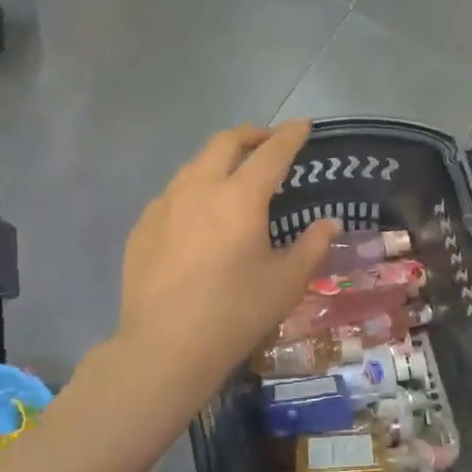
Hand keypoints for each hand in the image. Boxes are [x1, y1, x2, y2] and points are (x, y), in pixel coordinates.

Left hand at [118, 122, 337, 408]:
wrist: (165, 346)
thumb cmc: (235, 313)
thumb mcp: (285, 283)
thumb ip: (311, 246)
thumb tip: (328, 224)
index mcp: (240, 197)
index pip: (271, 153)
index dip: (290, 136)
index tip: (302, 126)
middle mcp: (199, 188)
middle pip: (224, 143)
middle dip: (250, 135)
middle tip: (267, 142)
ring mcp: (164, 205)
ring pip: (194, 164)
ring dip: (219, 159)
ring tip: (233, 175)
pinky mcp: (142, 226)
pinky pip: (172, 193)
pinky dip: (194, 189)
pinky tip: (198, 215)